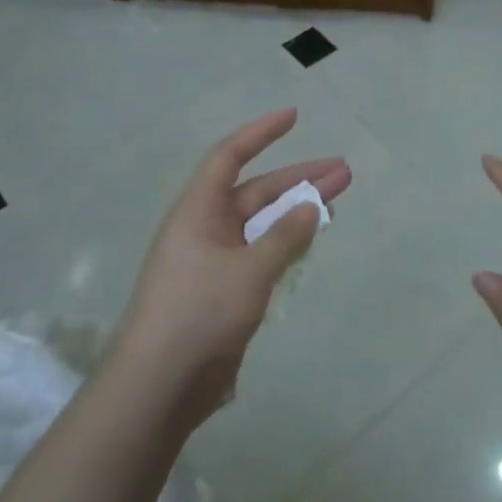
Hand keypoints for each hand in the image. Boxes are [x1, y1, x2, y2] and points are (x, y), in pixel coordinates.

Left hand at [110, 108, 350, 430]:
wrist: (159, 385)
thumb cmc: (199, 315)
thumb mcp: (249, 272)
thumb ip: (284, 238)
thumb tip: (311, 207)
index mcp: (198, 212)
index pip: (229, 157)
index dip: (261, 133)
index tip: (294, 116)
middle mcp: (204, 229)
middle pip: (256, 192)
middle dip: (298, 179)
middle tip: (343, 172)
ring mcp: (213, 261)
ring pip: (261, 225)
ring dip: (296, 213)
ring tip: (337, 202)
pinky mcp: (222, 291)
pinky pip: (259, 255)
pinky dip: (284, 245)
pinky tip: (309, 244)